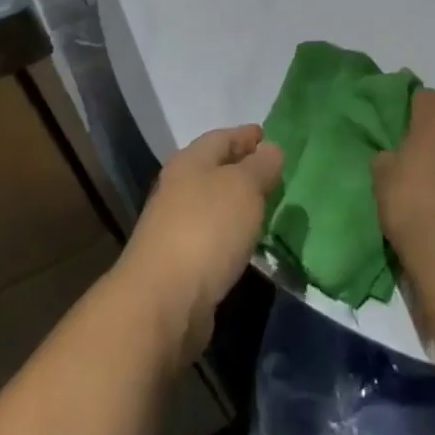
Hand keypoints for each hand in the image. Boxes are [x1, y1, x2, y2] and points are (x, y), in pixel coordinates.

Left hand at [115, 125, 283, 364]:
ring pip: (212, 203)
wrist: (163, 300)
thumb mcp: (244, 187)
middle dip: (241, 167)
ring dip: (235, 202)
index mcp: (190, 161)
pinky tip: (245, 240)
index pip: (222, 137)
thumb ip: (261, 166)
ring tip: (264, 205)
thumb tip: (271, 150)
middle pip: (213, 168)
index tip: (267, 136)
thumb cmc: (207, 229)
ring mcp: (174, 225)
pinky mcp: (178, 262)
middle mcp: (178, 187)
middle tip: (271, 170)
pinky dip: (229, 232)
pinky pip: (211, 234)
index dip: (245, 135)